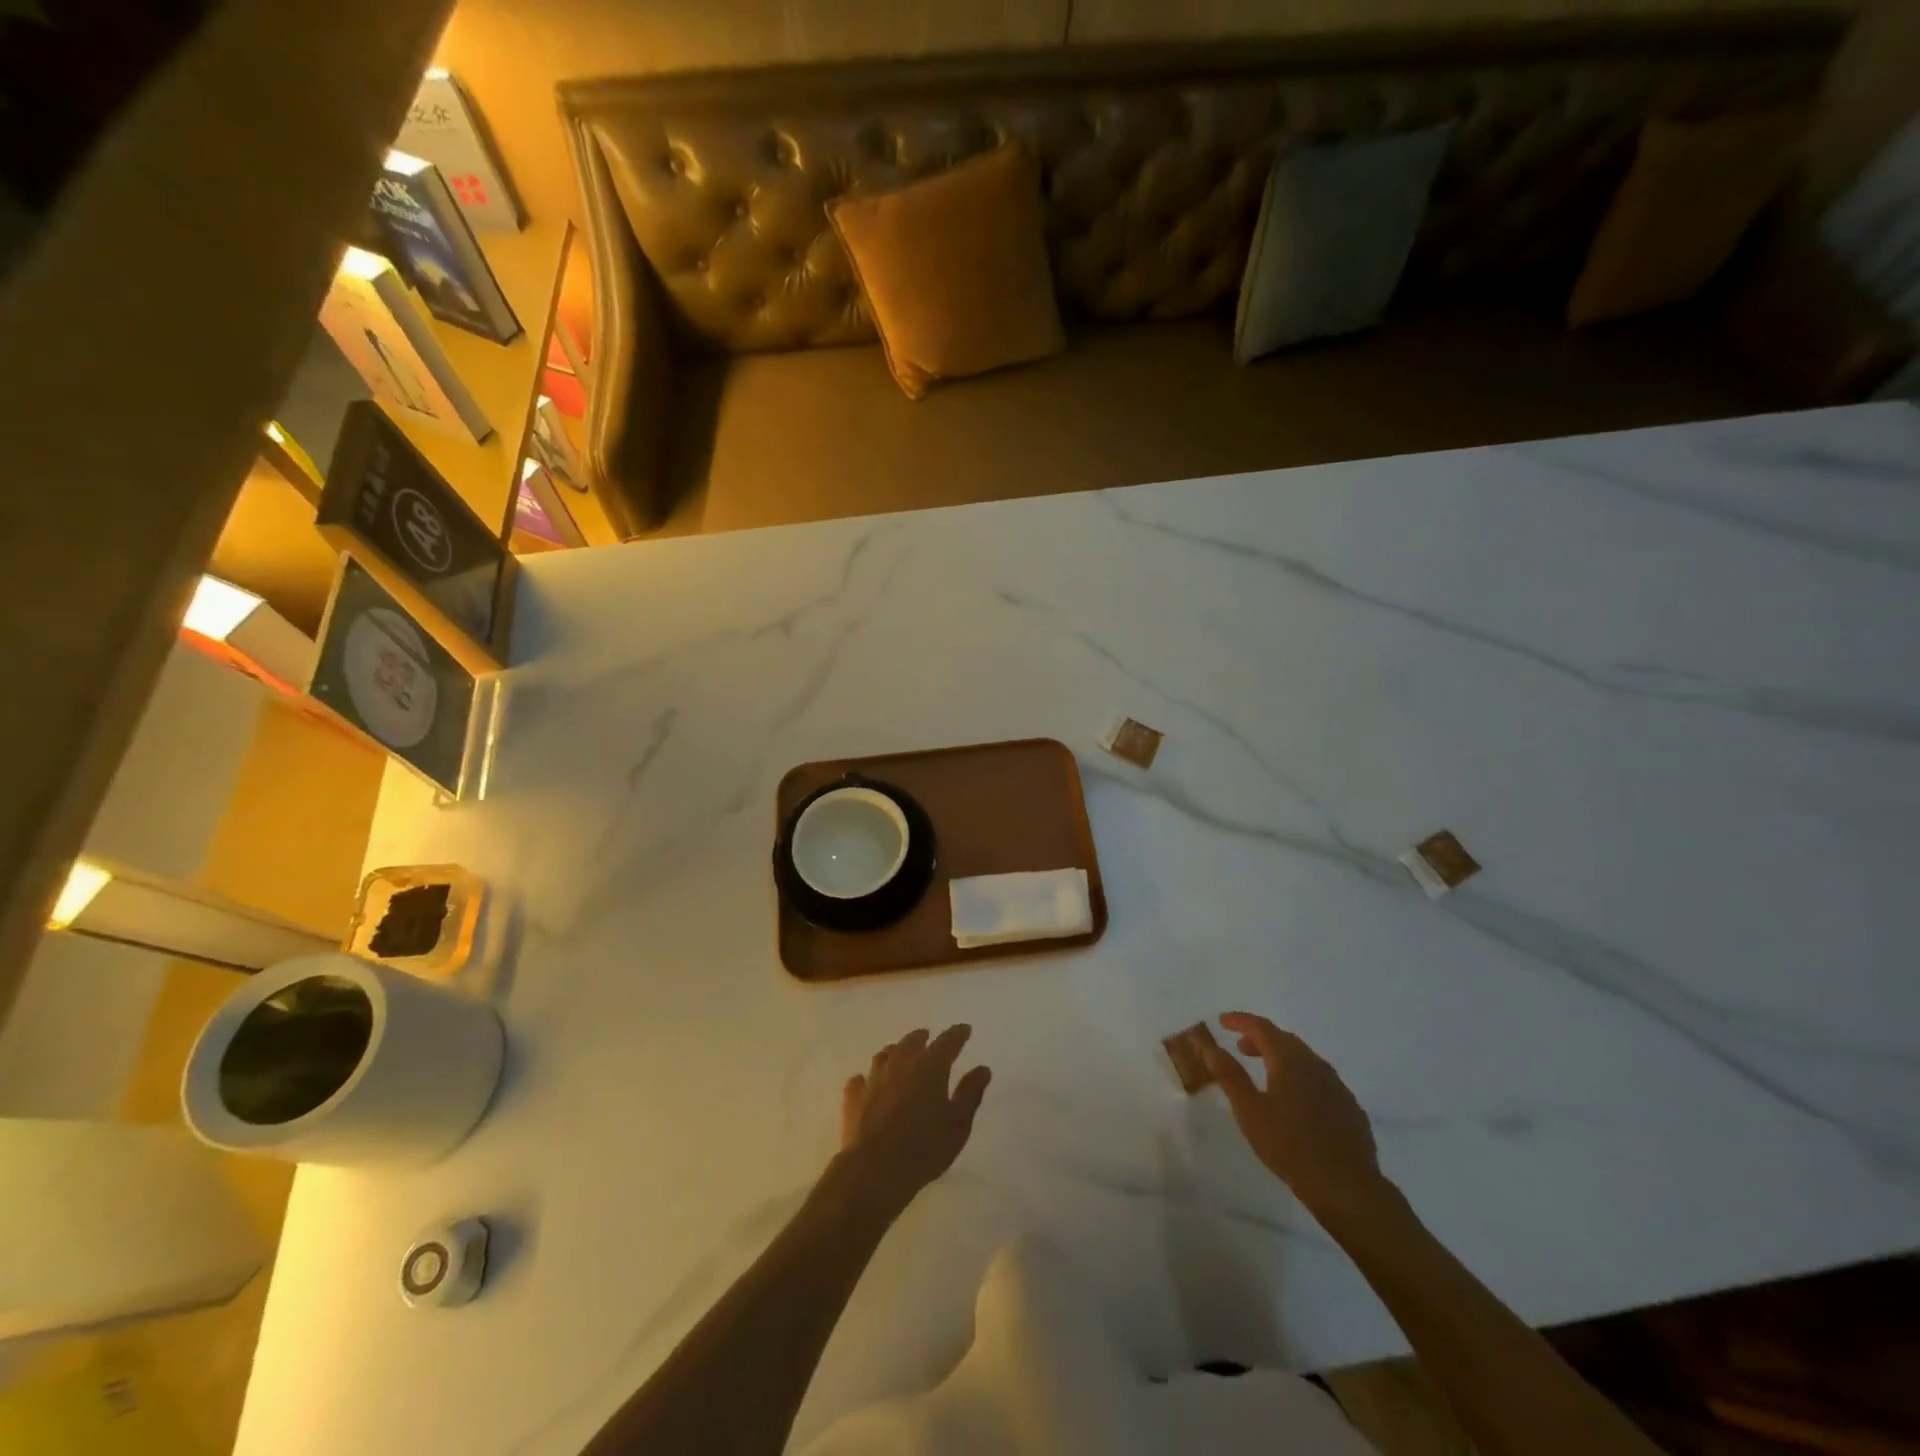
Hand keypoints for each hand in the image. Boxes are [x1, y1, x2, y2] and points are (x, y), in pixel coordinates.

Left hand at [838, 1025, 991, 1215]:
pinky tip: (868, 1083)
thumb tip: (983, 1068)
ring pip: (884, 1055)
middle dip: (922, 1038)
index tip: (965, 1030)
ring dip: (895, 1051)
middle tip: (928, 1037)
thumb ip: (970, 1093)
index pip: (947, 1042)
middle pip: (912, 1041)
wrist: (874, 1170)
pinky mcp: (853, 1097)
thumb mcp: (958, 1124)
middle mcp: (901, 1063)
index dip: (958, 1034)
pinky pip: (860, 1079)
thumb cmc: (924, 1148)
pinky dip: (867, 1078)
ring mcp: (874, 1078)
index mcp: (930, 1067)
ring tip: (899, 1054)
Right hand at [1203, 1012, 1388, 1217]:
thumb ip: (1228, 1074)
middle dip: (1260, 1038)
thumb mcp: (1249, 1110)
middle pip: (1285, 1039)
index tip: (1222, 1021)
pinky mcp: (1350, 1107)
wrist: (1347, 1188)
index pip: (1261, 1027)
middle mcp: (1316, 1065)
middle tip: (1240, 1048)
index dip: (1240, 1020)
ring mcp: (1337, 1086)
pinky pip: (1321, 1079)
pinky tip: (1297, 1100)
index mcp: (1289, 1060)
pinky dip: (1301, 1076)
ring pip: (1305, 1059)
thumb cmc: (1289, 1146)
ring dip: (1281, 1057)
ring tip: (1266, 1073)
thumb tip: (1207, 1045)